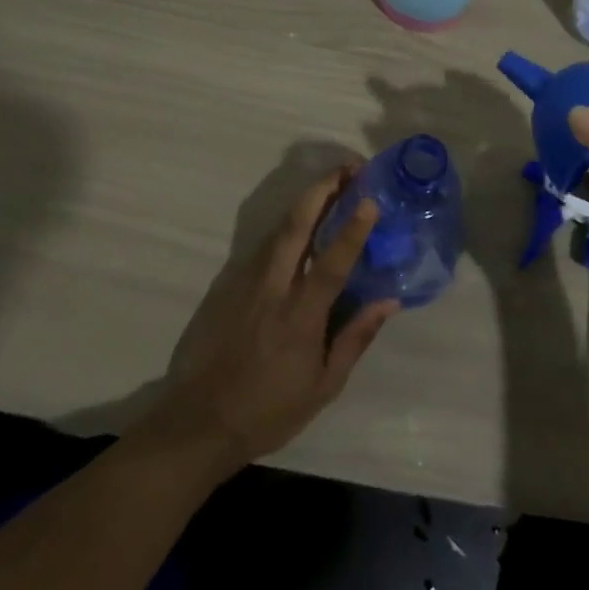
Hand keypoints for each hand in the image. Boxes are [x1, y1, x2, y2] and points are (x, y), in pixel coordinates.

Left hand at [140, 165, 398, 473]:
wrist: (199, 421)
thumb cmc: (269, 409)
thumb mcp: (323, 386)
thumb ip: (356, 338)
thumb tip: (389, 300)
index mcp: (300, 316)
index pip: (331, 262)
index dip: (352, 229)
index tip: (370, 200)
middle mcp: (273, 288)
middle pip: (297, 225)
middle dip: (323, 189)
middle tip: (349, 167)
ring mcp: (247, 281)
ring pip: (279, 228)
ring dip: (306, 200)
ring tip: (332, 184)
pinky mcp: (229, 283)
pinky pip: (264, 244)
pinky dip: (288, 225)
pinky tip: (302, 222)